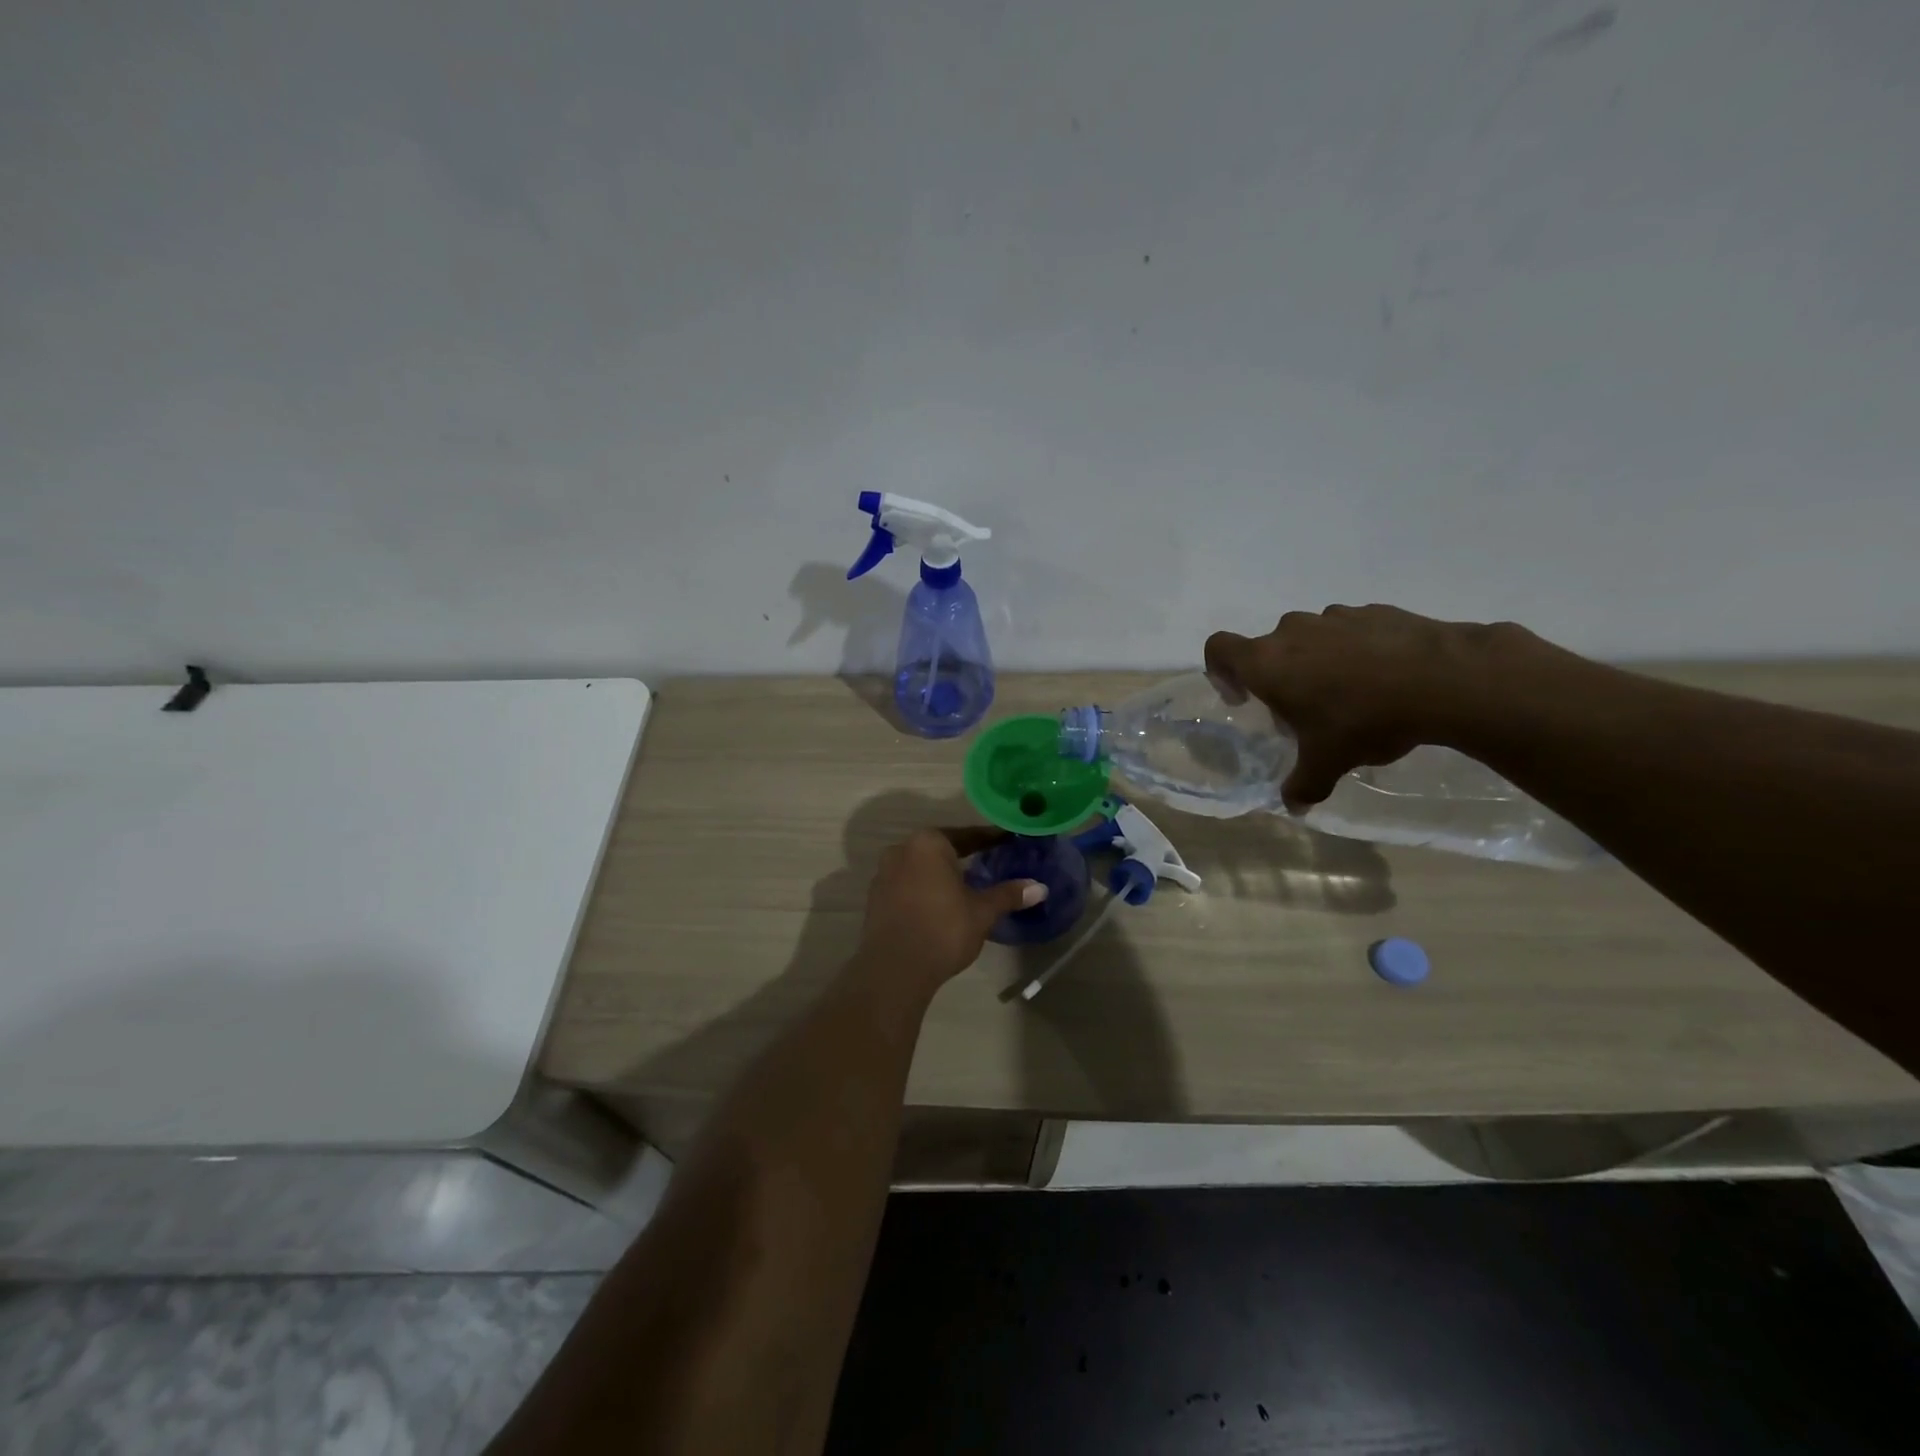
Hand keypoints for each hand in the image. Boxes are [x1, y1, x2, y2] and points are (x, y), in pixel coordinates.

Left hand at [855, 828, 1045, 1000]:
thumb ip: (1008, 895)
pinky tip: (940, 905)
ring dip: (941, 874)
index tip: (1008, 840)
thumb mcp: (982, 912)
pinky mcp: (875, 898)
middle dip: (963, 856)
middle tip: (989, 862)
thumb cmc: (943, 929)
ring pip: (921, 867)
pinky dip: (925, 890)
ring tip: (965, 886)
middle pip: (940, 849)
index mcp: (929, 843)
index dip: (990, 839)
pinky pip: (907, 885)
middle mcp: (902, 850)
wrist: (894, 969)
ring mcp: (884, 874)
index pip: (967, 836)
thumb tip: (1040, 887)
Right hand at [1205, 604, 1522, 810]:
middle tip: (1304, 710)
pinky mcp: (1375, 611)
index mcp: (1267, 663)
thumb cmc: (1363, 719)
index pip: (1218, 649)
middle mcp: (1292, 632)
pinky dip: (1356, 650)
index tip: (1244, 698)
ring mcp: (1335, 616)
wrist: (1442, 679)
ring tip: (1350, 695)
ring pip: (1311, 637)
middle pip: (1268, 648)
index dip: (1222, 672)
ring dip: (1317, 661)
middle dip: (1279, 676)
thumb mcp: (1328, 763)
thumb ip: (1303, 785)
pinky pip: (1350, 631)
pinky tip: (1384, 679)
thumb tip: (1293, 808)